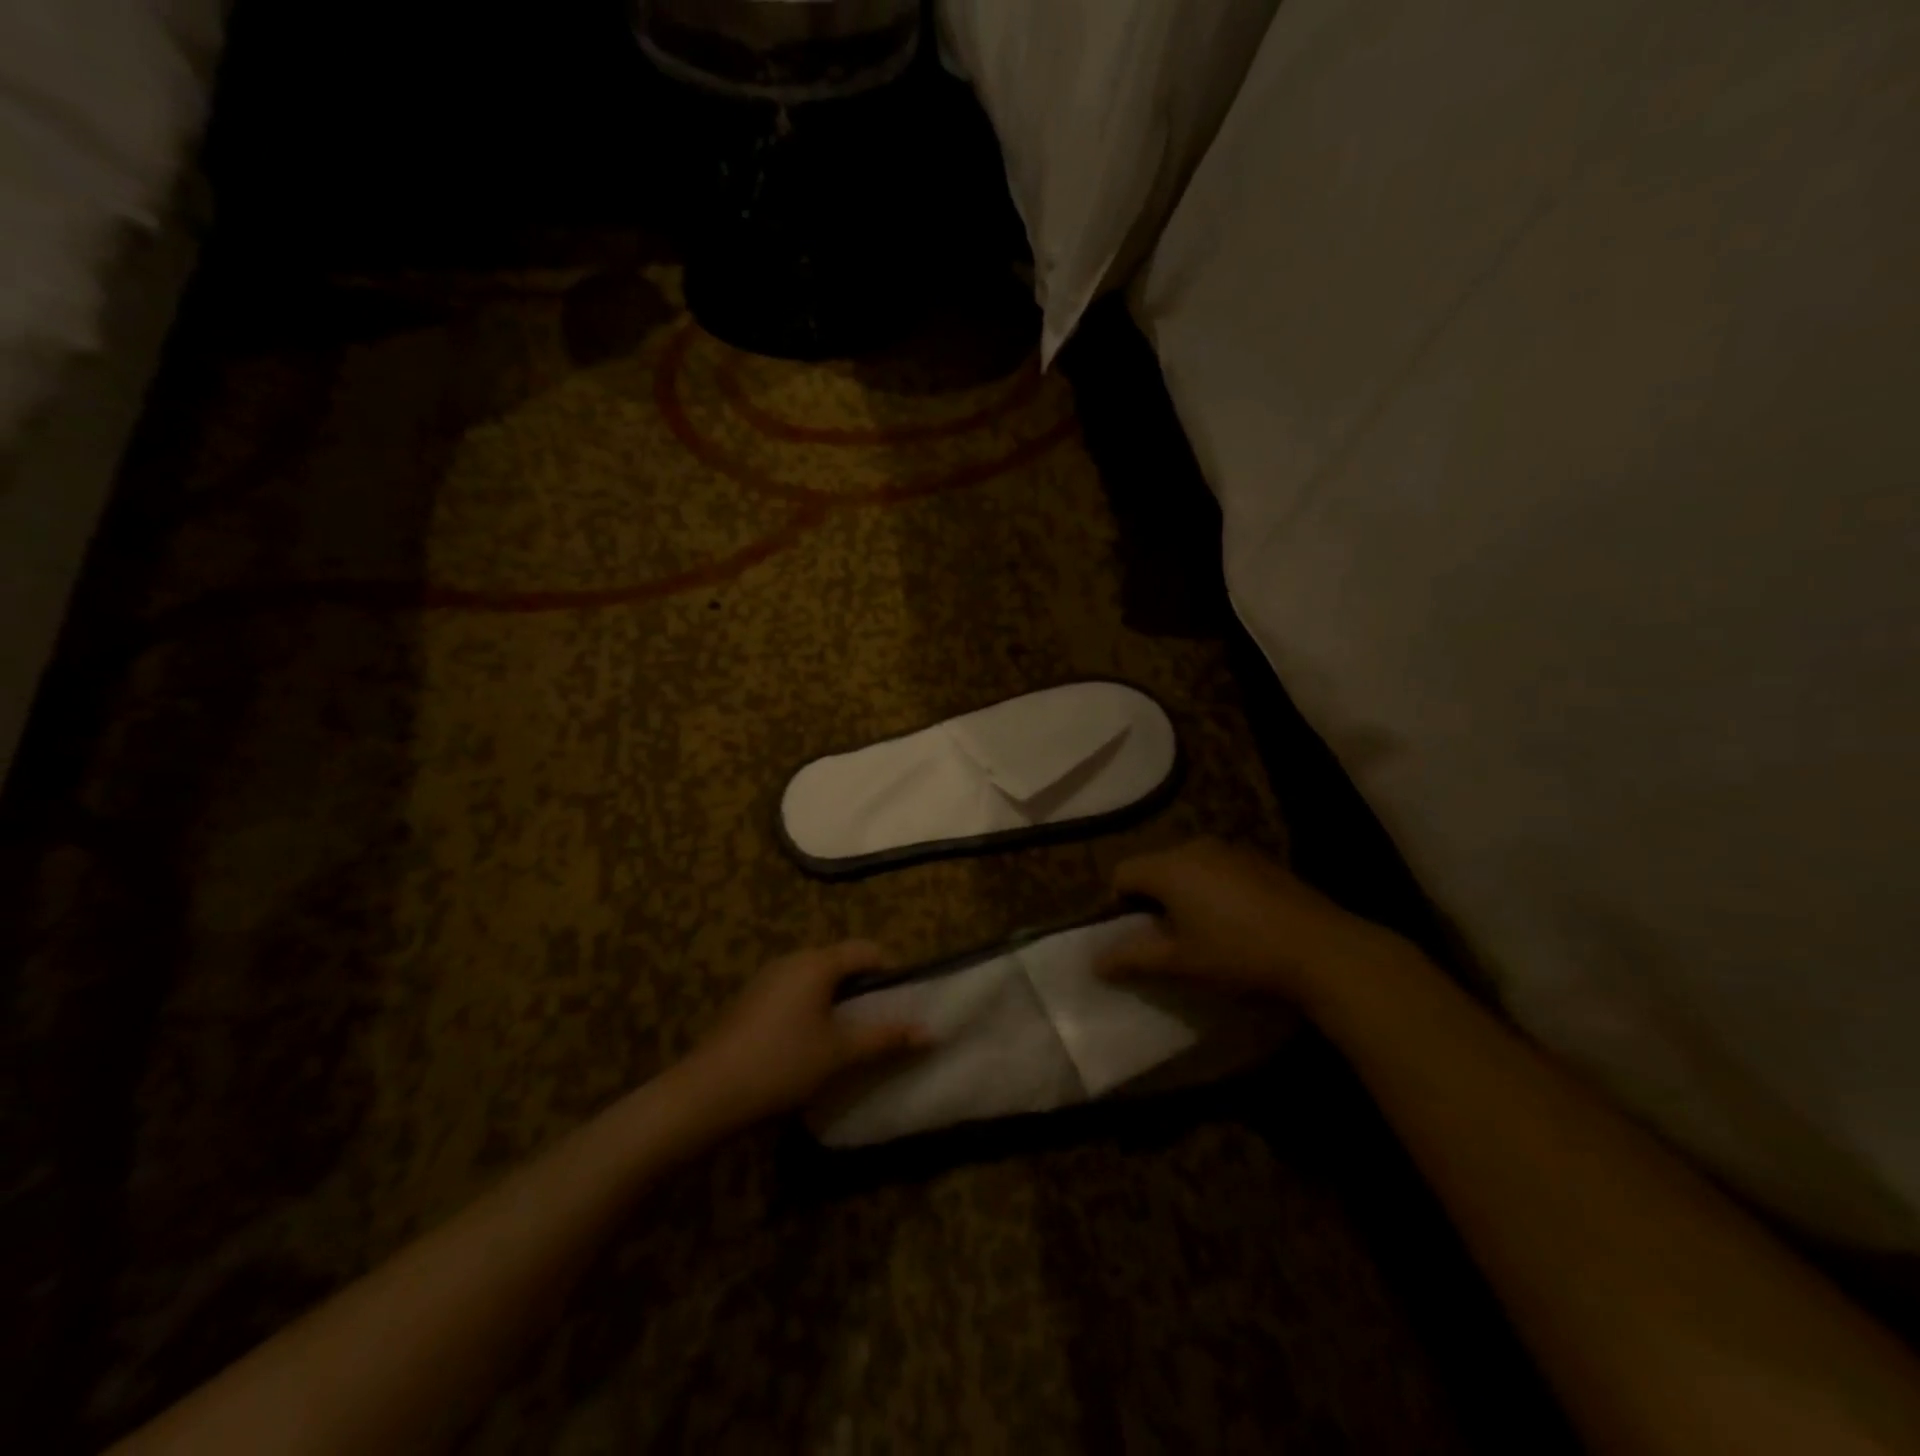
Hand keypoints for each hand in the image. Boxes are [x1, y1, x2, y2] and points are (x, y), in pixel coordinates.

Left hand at [681, 942, 928, 1127]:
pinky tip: (809, 1044)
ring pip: (815, 978)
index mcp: (817, 962)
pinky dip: (811, 1008)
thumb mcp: (840, 1053)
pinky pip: (793, 992)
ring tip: (847, 1037)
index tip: (901, 1003)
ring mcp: (766, 979)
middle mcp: (792, 960)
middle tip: (878, 1023)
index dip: (890, 971)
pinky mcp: (750, 1001)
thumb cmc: (782, 1063)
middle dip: (863, 988)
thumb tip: (930, 1032)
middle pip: (840, 961)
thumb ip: (885, 1038)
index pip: (866, 950)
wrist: (707, 1092)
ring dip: (836, 1000)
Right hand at [1102, 838, 1414, 1005]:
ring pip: (1188, 866)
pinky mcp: (1261, 860)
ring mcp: (1232, 850)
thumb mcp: (1181, 962)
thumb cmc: (1239, 954)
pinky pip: (1219, 868)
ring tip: (1203, 930)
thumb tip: (1095, 961)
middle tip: (1167, 936)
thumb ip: (1133, 958)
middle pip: (1155, 866)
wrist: (1323, 950)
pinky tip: (1238, 921)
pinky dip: (1214, 888)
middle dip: (1152, 897)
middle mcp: (1196, 847)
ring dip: (1184, 892)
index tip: (1135, 935)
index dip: (1118, 904)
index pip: (1122, 873)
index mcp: (1170, 867)